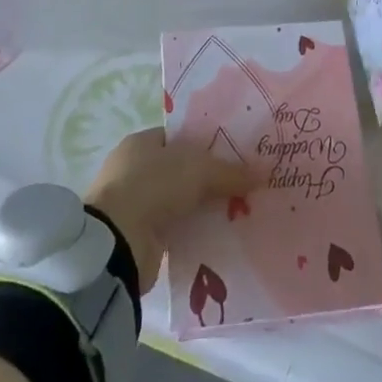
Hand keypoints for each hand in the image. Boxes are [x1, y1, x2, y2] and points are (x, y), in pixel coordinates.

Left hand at [85, 128, 253, 292]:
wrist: (116, 244)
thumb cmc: (153, 186)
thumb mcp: (198, 169)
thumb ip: (230, 171)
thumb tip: (264, 172)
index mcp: (142, 142)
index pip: (179, 138)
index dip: (207, 144)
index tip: (235, 155)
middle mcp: (135, 170)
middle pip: (181, 171)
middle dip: (208, 180)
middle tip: (242, 186)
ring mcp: (134, 206)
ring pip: (179, 202)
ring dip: (201, 209)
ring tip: (237, 213)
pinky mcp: (139, 239)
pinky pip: (175, 231)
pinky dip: (193, 233)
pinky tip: (218, 237)